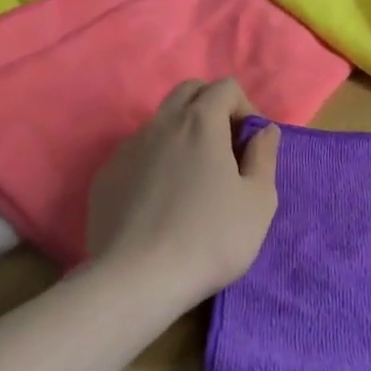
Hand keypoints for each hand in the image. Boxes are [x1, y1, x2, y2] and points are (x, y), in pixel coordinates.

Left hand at [85, 78, 279, 306]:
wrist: (135, 283)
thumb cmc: (210, 238)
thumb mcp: (259, 201)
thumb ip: (265, 156)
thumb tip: (264, 130)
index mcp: (201, 122)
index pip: (226, 87)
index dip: (245, 107)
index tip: (250, 144)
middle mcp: (161, 124)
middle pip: (189, 91)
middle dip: (211, 107)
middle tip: (224, 148)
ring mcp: (128, 149)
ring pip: (160, 121)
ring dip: (182, 134)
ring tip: (192, 178)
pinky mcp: (105, 177)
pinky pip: (137, 152)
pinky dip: (155, 161)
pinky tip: (160, 200)